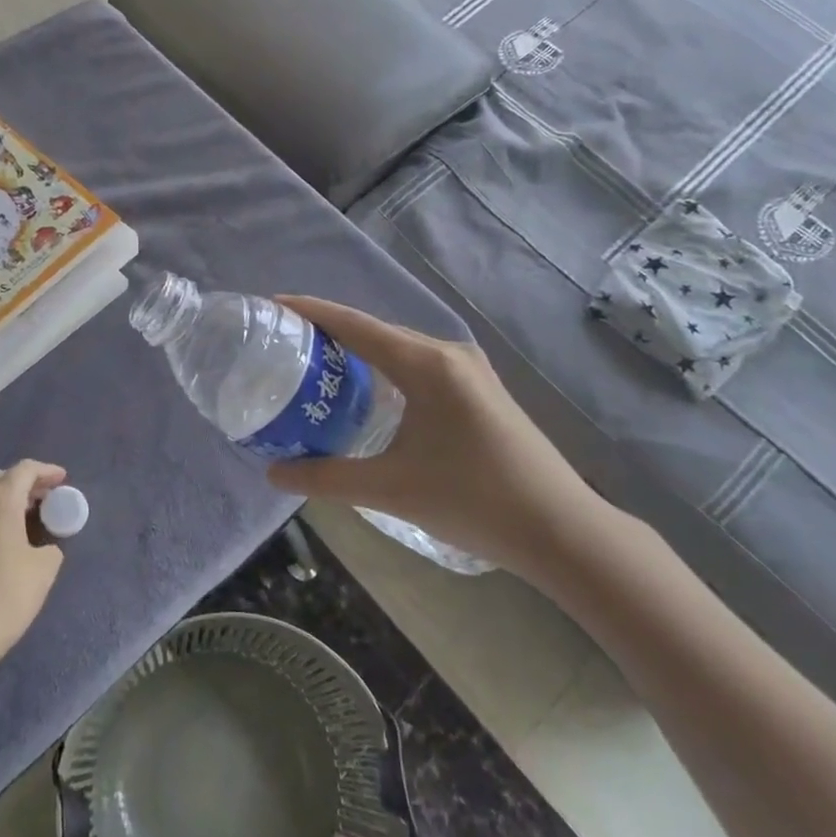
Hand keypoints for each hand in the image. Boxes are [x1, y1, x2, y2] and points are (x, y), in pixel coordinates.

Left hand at [0, 461, 66, 684]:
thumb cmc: (7, 595)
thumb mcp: (44, 568)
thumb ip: (50, 544)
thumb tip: (44, 544)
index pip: (25, 469)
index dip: (47, 471)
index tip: (63, 480)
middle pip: (2, 477)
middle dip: (26, 482)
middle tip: (47, 496)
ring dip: (8, 497)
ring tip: (31, 514)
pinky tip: (10, 533)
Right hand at [267, 297, 613, 585]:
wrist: (561, 530)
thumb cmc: (473, 500)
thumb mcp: (390, 489)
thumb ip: (326, 476)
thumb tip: (273, 472)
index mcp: (427, 364)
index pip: (356, 325)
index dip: (312, 312)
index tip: (274, 306)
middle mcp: (449, 354)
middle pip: (377, 332)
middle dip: (331, 334)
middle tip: (287, 347)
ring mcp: (470, 371)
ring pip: (400, 350)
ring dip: (361, 354)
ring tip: (318, 367)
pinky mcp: (480, 391)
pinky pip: (420, 367)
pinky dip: (387, 371)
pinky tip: (370, 394)